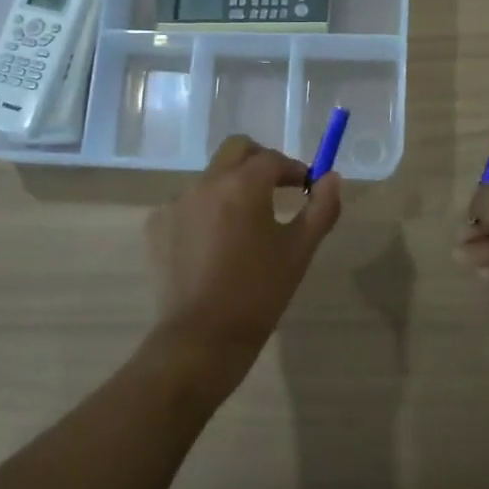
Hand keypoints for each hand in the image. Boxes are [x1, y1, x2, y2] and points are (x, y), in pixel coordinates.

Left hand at [143, 134, 342, 403]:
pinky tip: (214, 246)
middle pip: (236, 151)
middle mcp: (206, 183)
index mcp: (242, 185)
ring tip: (244, 226)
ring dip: (231, 188)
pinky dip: (205, 212)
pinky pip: (188, 205)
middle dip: (259, 162)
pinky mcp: (157, 225)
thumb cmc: (259, 292)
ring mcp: (176, 203)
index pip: (272, 159)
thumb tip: (331, 178)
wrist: (203, 337)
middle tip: (276, 188)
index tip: (305, 187)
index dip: (293, 169)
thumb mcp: (299, 251)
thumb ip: (321, 208)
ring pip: (210, 178)